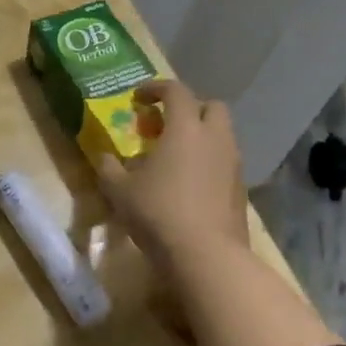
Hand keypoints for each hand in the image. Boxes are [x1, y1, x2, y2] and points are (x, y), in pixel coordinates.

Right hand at [96, 77, 339, 345]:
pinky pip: (225, 163)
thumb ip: (109, 168)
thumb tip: (104, 158)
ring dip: (200, 137)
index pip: (176, 91)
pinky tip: (189, 184)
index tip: (138, 98)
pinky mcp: (240, 191)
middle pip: (211, 107)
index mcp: (185, 128)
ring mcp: (233, 165)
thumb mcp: (120, 191)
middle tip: (165, 125)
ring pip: (222, 136)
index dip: (156, 88)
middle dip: (189, 109)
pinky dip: (208, 163)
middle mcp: (215, 139)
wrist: (207, 258)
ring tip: (175, 157)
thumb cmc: (159, 213)